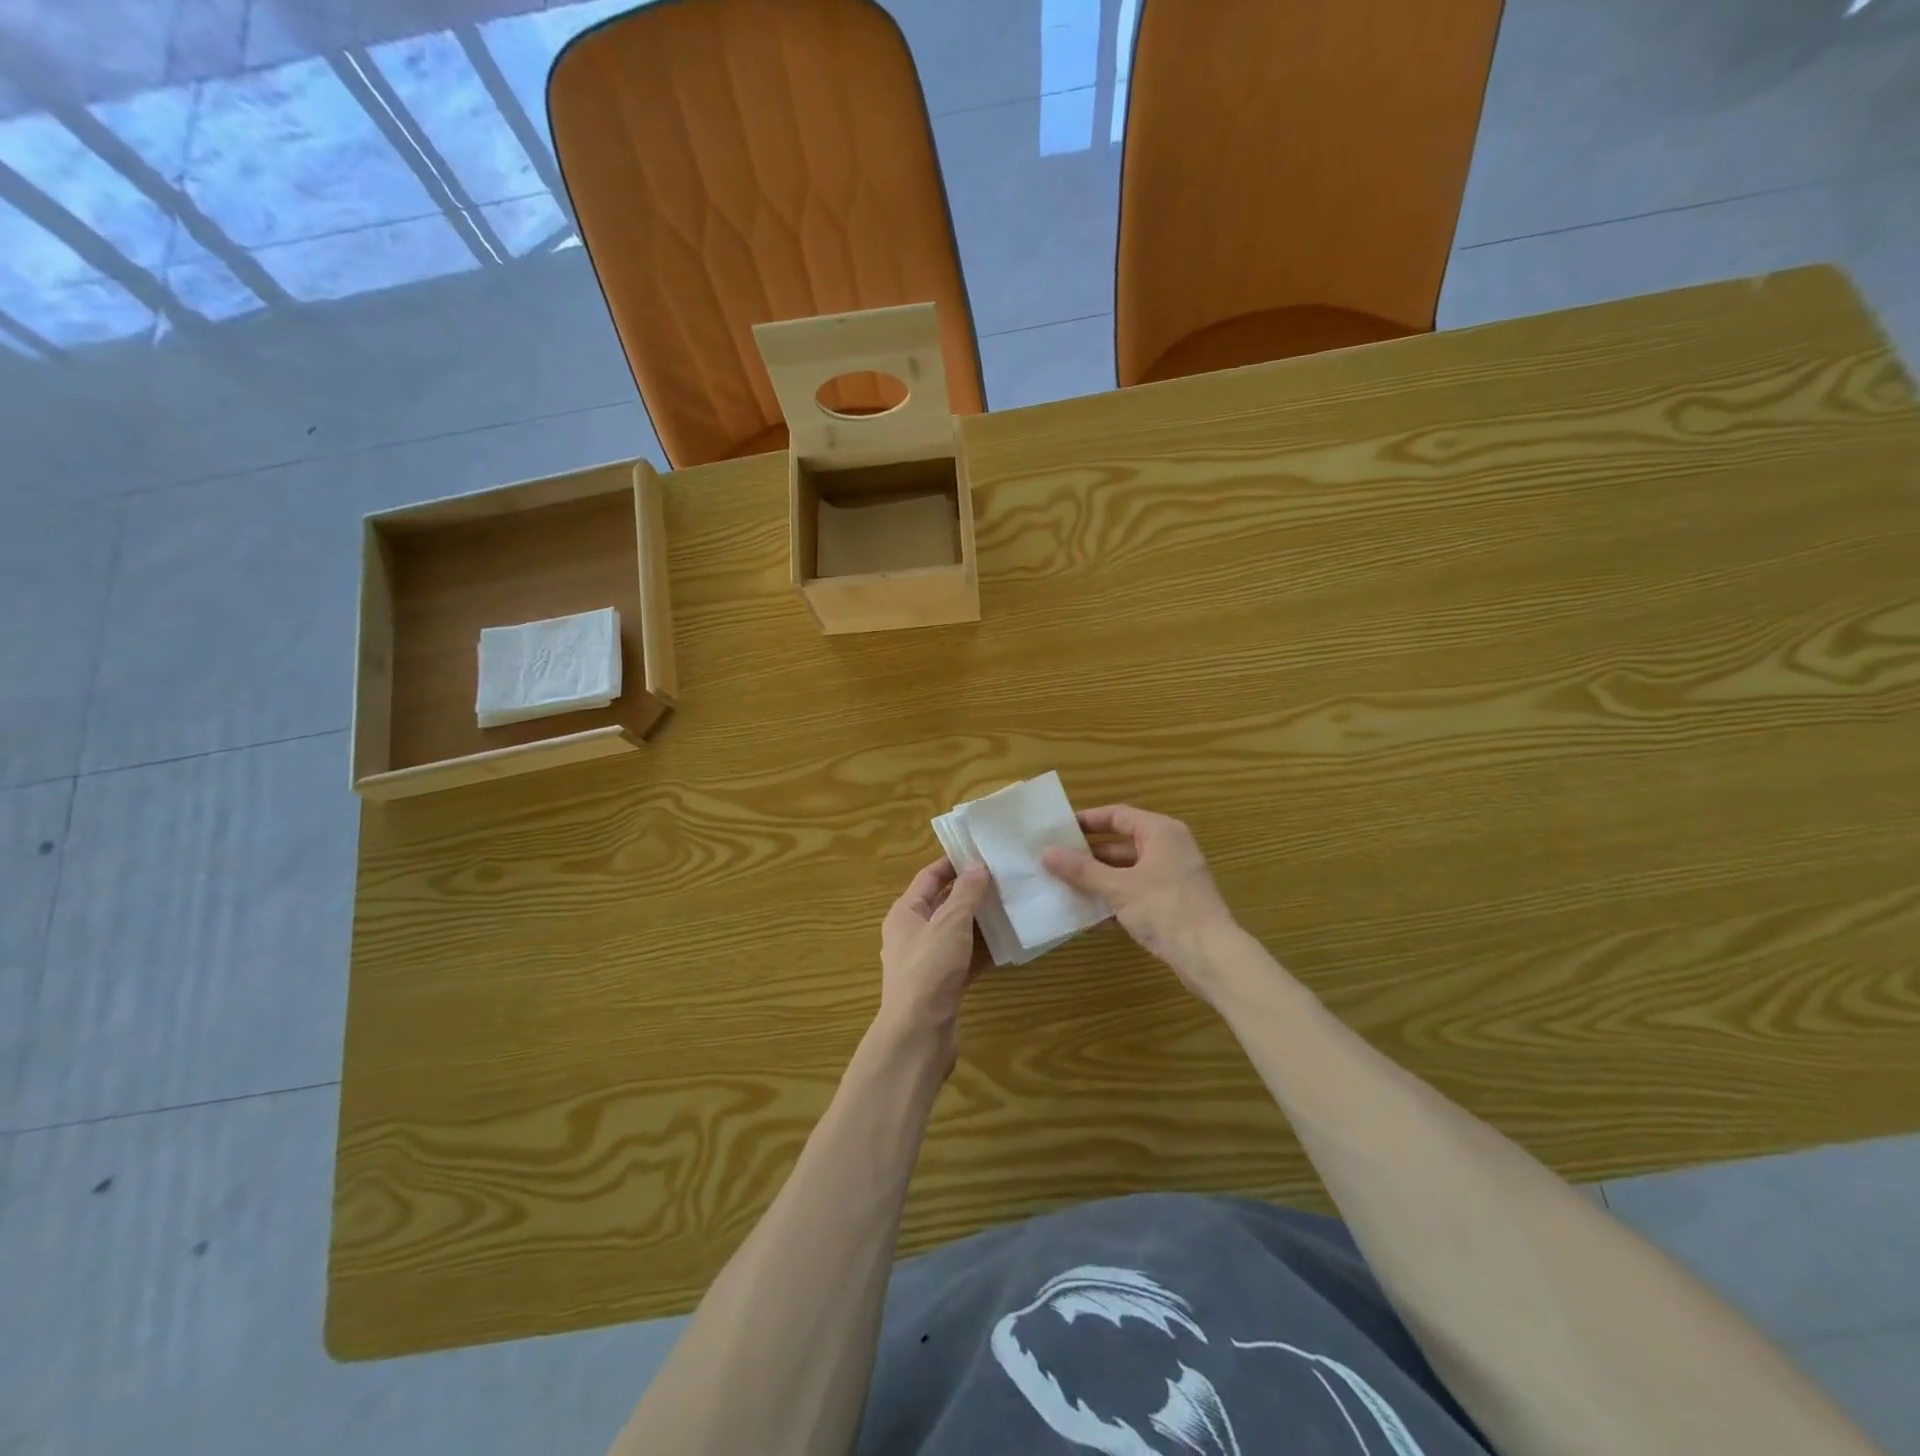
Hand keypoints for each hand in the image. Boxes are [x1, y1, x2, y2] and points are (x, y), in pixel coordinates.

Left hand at [878, 858, 991, 1075]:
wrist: (918, 1035)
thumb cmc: (929, 970)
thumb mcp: (950, 923)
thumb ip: (966, 893)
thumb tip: (977, 865)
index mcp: (905, 913)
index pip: (929, 877)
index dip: (953, 863)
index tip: (982, 852)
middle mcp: (913, 933)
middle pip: (945, 903)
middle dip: (973, 892)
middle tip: (1006, 877)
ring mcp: (928, 961)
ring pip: (959, 932)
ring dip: (982, 921)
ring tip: (1014, 905)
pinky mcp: (944, 984)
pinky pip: (966, 958)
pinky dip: (985, 950)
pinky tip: (1010, 943)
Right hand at [1042, 805, 1241, 1004]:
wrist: (1211, 957)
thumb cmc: (1166, 910)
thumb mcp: (1118, 887)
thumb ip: (1081, 870)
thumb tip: (1046, 853)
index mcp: (1160, 832)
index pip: (1117, 815)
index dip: (1087, 821)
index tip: (1057, 830)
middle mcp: (1168, 848)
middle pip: (1120, 844)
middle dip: (1087, 856)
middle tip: (1054, 861)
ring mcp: (1171, 878)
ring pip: (1126, 872)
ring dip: (1097, 881)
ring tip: (1062, 887)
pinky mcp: (1171, 904)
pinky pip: (1135, 894)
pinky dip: (1113, 901)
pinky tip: (1087, 916)